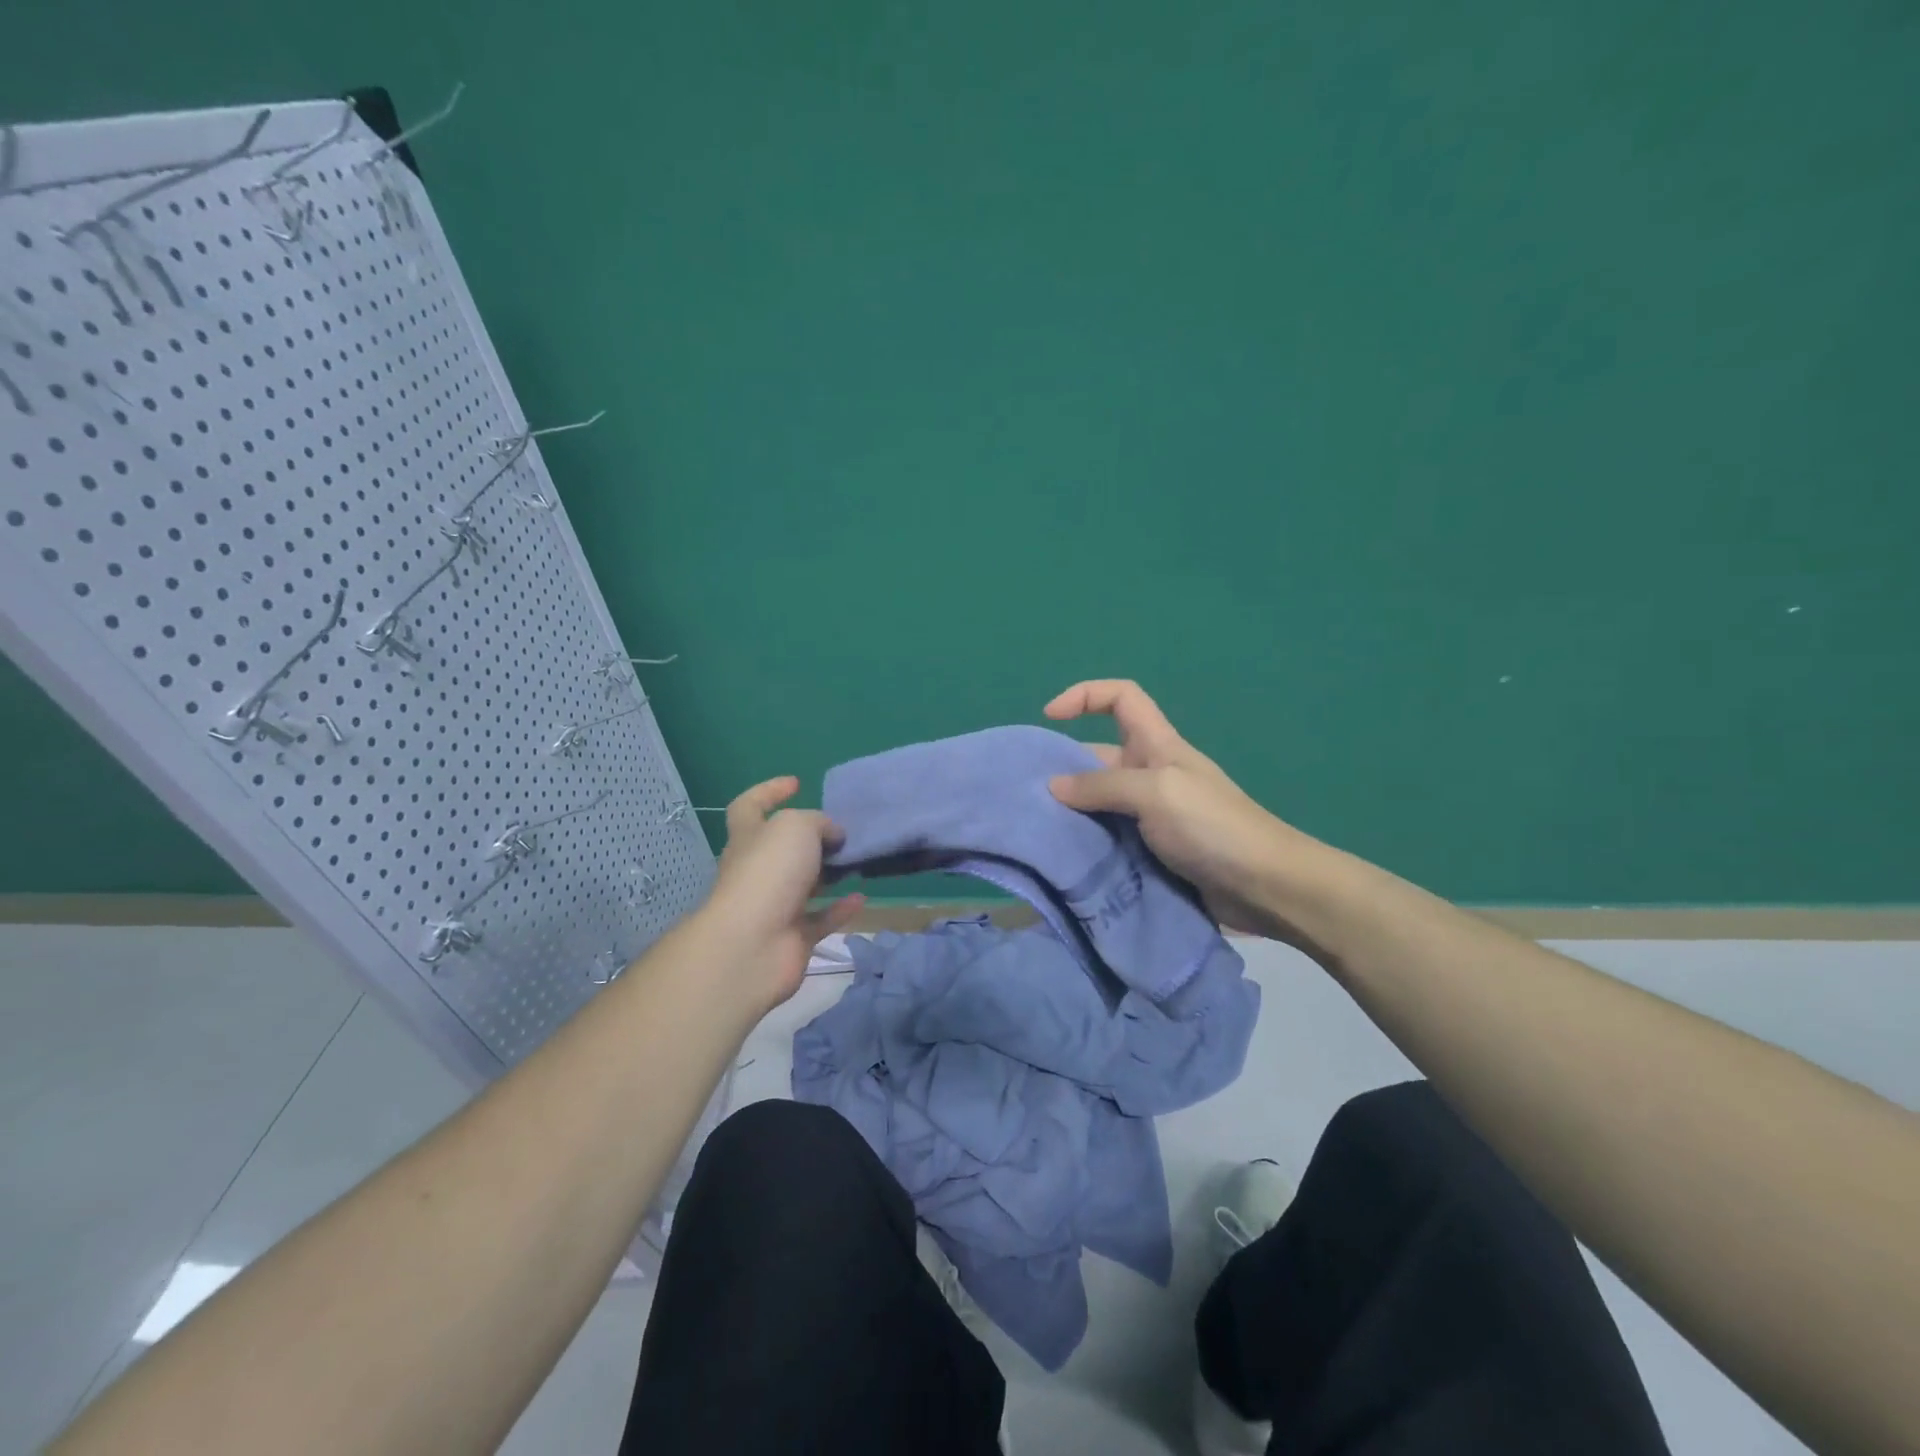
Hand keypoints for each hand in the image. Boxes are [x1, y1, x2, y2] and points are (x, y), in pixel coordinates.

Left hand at [695, 777, 864, 1013]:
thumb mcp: (797, 826)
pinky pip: (820, 919)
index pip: (749, 806)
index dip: (769, 791)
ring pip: (804, 884)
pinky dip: (840, 908)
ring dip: (828, 873)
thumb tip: (833, 836)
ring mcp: (774, 906)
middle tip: (842, 830)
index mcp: (749, 837)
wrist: (752, 944)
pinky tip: (861, 897)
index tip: (797, 783)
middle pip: (782, 848)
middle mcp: (757, 870)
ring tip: (857, 860)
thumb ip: (819, 823)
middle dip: (810, 838)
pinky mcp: (792, 938)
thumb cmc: (769, 871)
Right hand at [1044, 680, 1316, 938]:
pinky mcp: (1152, 851)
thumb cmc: (1212, 826)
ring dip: (1072, 814)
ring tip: (1037, 831)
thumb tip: (1053, 786)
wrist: (1264, 887)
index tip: (1050, 717)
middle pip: (1098, 757)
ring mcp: (1152, 815)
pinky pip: (1110, 838)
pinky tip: (1065, 859)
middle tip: (1028, 797)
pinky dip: (1088, 844)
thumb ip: (1102, 785)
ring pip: (1100, 804)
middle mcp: (1151, 774)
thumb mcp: (1155, 793)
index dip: (1085, 695)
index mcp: (1157, 744)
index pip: (1121, 698)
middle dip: (1064, 770)